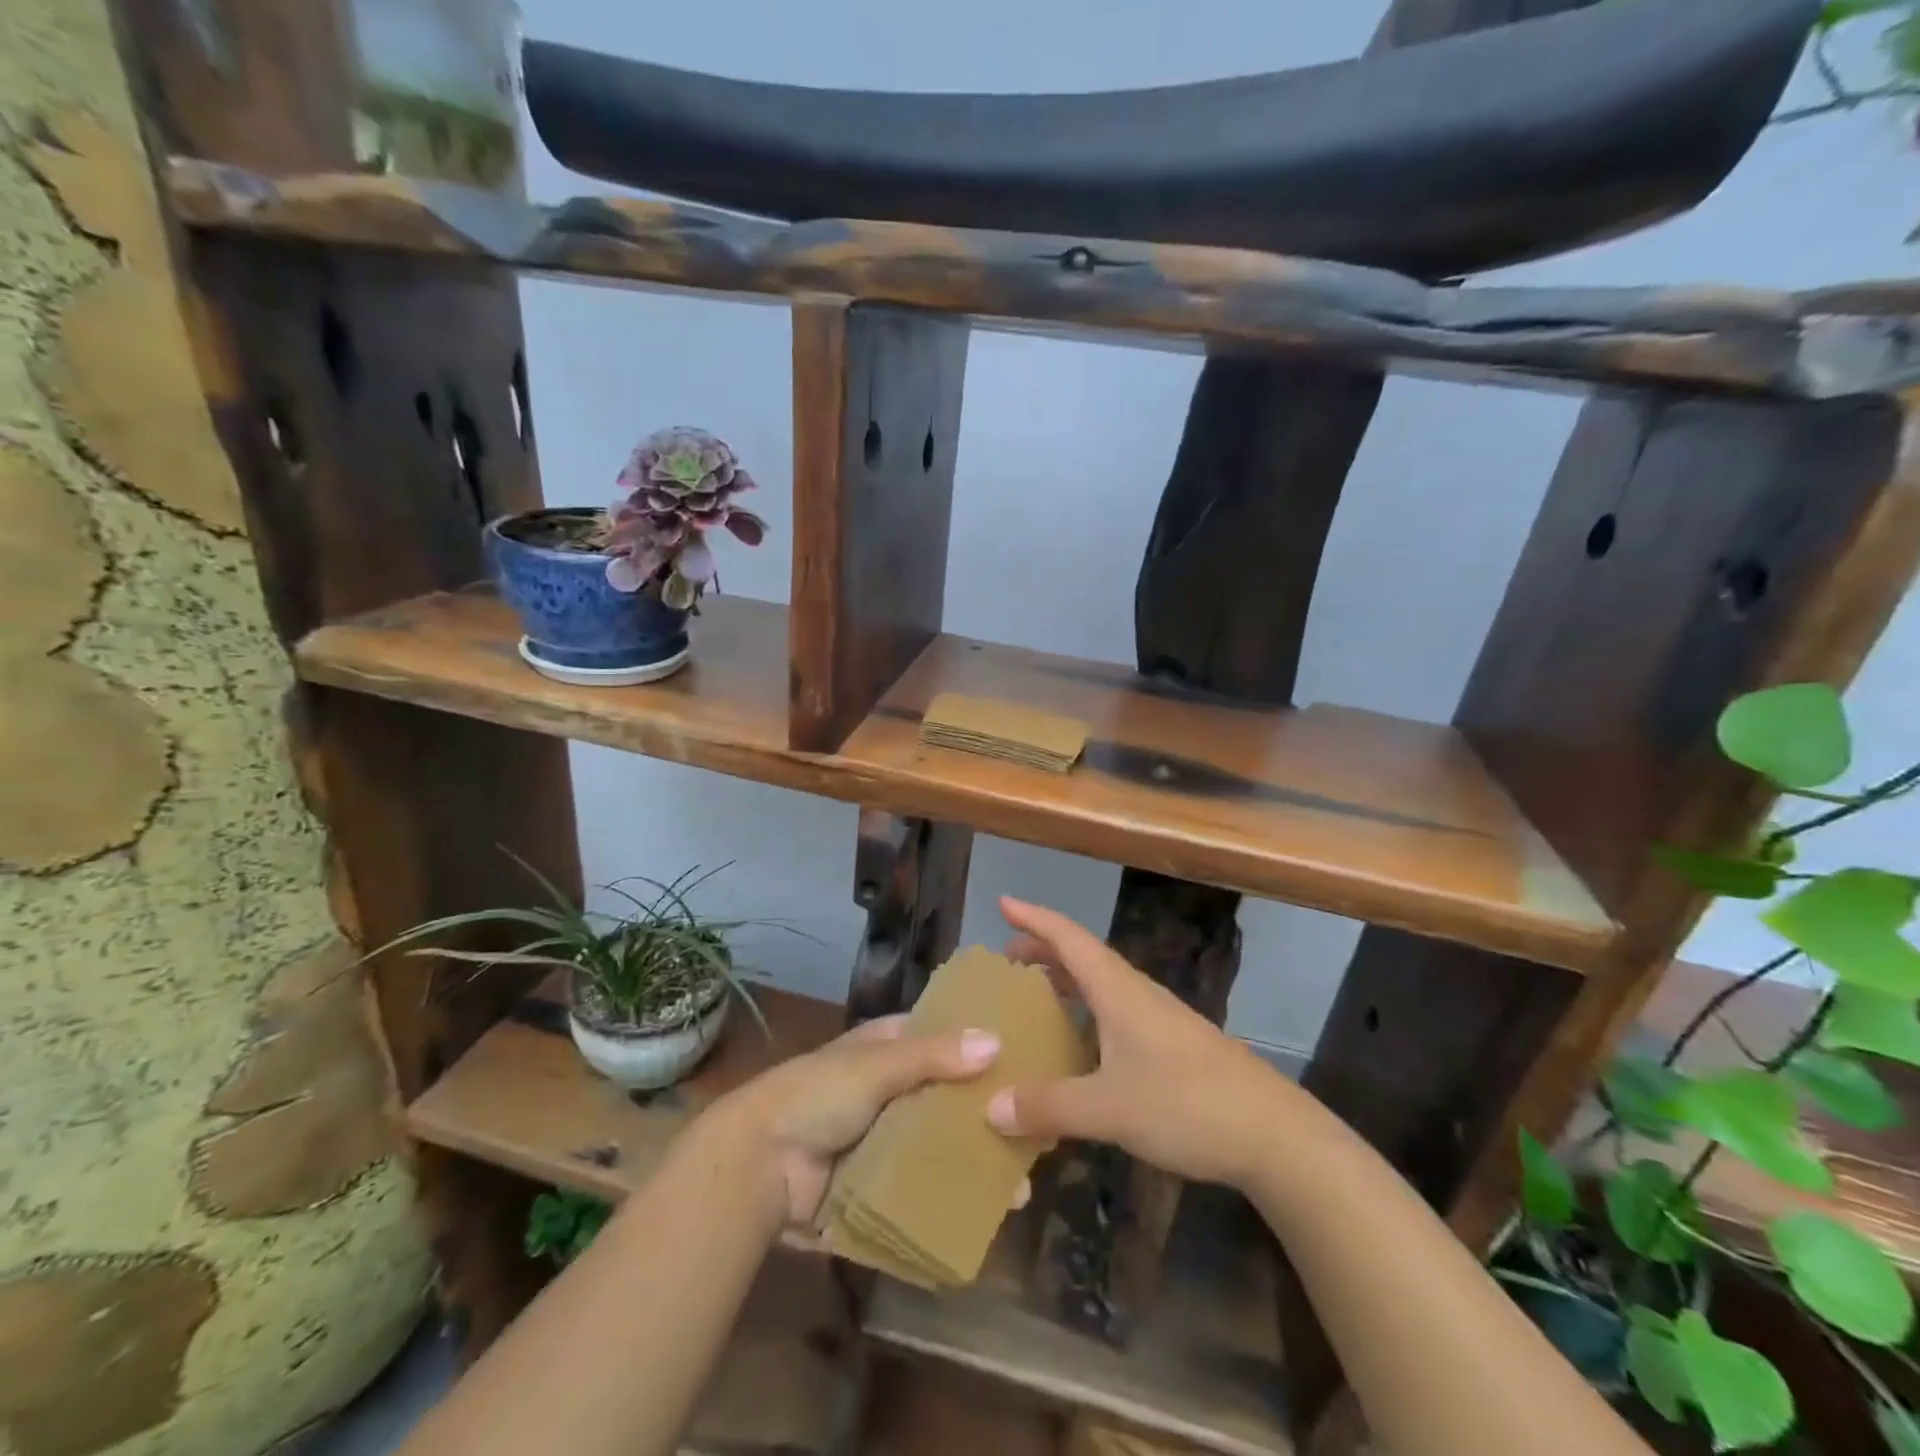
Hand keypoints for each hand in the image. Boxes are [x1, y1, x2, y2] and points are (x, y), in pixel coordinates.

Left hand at [711, 1014, 1000, 1225]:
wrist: (756, 1168)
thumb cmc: (814, 1096)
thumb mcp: (874, 1066)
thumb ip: (933, 1056)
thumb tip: (996, 1041)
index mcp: (885, 1049)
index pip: (940, 1037)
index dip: (977, 1043)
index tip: (1025, 1055)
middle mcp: (889, 1090)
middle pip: (946, 1096)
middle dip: (984, 1112)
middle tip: (1037, 1130)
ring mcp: (884, 1140)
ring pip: (939, 1145)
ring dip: (974, 1160)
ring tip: (1021, 1182)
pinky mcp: (878, 1185)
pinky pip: (923, 1188)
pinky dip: (950, 1196)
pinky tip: (989, 1211)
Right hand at [984, 897, 1290, 1188]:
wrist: (1275, 1135)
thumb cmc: (1187, 1105)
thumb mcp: (1109, 1109)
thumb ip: (1049, 1106)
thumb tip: (990, 1107)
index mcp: (1118, 991)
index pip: (1069, 938)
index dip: (1034, 918)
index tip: (1003, 902)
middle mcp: (1137, 994)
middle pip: (1083, 956)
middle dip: (1044, 950)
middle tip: (1006, 959)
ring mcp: (1159, 1019)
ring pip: (1102, 984)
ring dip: (1066, 981)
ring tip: (1035, 996)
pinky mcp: (1173, 1045)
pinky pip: (1116, 1012)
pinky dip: (1087, 1011)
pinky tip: (1080, 1045)